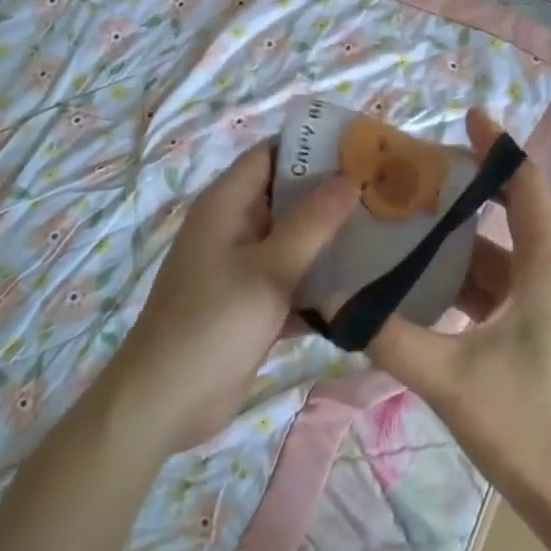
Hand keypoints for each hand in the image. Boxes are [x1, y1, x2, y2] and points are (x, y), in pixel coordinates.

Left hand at [109, 140, 357, 450]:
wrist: (165, 403)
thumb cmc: (213, 323)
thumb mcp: (270, 269)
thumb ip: (314, 222)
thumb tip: (351, 177)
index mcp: (226, 205)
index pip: (271, 155)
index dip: (313, 147)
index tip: (362, 149)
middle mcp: (234, 229)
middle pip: (287, 197)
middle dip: (332, 194)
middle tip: (384, 192)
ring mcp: (243, 269)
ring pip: (294, 241)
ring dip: (331, 240)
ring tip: (386, 232)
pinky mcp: (253, 305)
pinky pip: (293, 281)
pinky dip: (321, 282)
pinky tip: (366, 285)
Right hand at [367, 110, 550, 531]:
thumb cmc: (531, 430)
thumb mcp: (450, 380)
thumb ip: (389, 337)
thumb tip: (336, 300)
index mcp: (546, 269)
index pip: (525, 187)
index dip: (498, 147)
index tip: (467, 116)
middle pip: (507, 219)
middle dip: (461, 197)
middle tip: (409, 180)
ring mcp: (548, 312)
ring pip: (497, 262)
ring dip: (456, 246)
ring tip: (404, 228)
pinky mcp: (538, 340)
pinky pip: (496, 295)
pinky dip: (462, 285)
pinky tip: (422, 290)